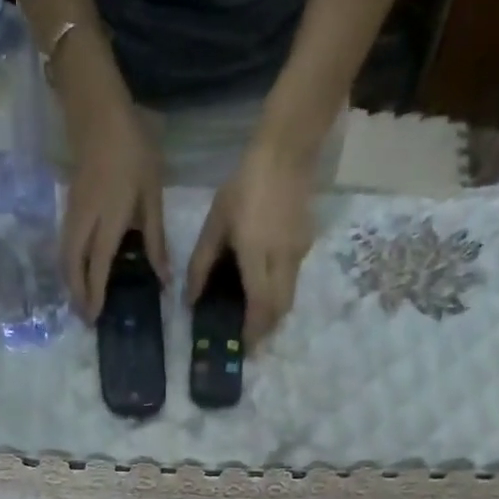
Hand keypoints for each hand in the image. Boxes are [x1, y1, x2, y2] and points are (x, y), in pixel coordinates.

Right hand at [62, 103, 168, 318]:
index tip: (94, 317)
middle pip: (72, 266)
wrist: (98, 111)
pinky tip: (79, 272)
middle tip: (85, 317)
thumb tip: (164, 278)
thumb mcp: (152, 194)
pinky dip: (69, 265)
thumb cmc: (132, 149)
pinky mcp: (69, 207)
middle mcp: (85, 221)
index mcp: (109, 218)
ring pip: (65, 256)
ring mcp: (73, 213)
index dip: (94, 293)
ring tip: (80, 301)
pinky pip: (65, 244)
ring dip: (70, 281)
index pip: (98, 265)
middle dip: (76, 294)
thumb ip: (155, 238)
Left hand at [186, 137, 317, 345]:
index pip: (260, 306)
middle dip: (266, 330)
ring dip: (273, 314)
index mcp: (257, 255)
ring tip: (255, 322)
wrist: (288, 150)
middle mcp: (282, 260)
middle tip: (250, 341)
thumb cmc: (245, 185)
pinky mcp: (306, 245)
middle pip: (280, 310)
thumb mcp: (215, 223)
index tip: (244, 348)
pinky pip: (293, 280)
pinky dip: (279, 294)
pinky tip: (264, 289)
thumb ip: (202, 264)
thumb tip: (192, 300)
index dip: (253, 331)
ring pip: (289, 298)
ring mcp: (298, 253)